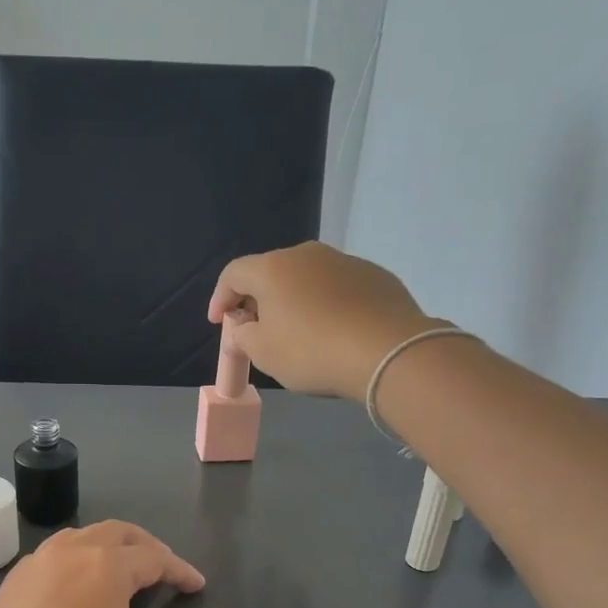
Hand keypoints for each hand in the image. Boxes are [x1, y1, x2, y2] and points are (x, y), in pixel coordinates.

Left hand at [0, 522, 227, 607]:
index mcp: (103, 566)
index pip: (154, 556)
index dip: (181, 571)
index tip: (197, 589)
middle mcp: (66, 553)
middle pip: (116, 533)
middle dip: (147, 548)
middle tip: (166, 572)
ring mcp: (30, 567)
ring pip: (80, 539)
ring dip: (109, 550)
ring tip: (125, 577)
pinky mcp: (7, 588)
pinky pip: (53, 558)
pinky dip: (78, 562)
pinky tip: (79, 594)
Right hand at [209, 242, 445, 399]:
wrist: (388, 353)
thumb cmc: (312, 352)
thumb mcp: (263, 353)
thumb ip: (243, 336)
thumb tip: (243, 328)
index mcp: (274, 268)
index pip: (233, 274)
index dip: (220, 298)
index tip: (219, 322)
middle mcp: (308, 255)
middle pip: (271, 272)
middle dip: (258, 299)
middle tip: (256, 328)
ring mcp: (345, 261)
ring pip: (307, 279)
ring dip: (294, 301)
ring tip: (297, 332)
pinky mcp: (375, 276)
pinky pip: (338, 288)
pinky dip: (326, 305)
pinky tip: (333, 332)